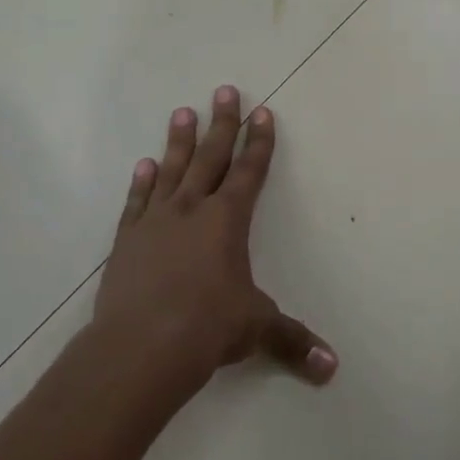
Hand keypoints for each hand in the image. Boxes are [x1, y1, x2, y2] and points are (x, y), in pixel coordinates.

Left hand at [92, 87, 337, 389]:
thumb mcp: (256, 329)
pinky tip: (144, 165)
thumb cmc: (208, 328)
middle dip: (222, 124)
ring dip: (179, 142)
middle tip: (224, 90)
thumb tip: (332, 368)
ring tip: (182, 112)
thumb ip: (292, 341)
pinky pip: (136, 202)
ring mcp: (155, 222)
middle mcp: (192, 210)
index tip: (262, 112)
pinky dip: (141, 183)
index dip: (259, 143)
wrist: (141, 346)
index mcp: (227, 221)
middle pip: (211, 158)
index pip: (249, 172)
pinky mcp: (127, 241)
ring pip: (171, 171)